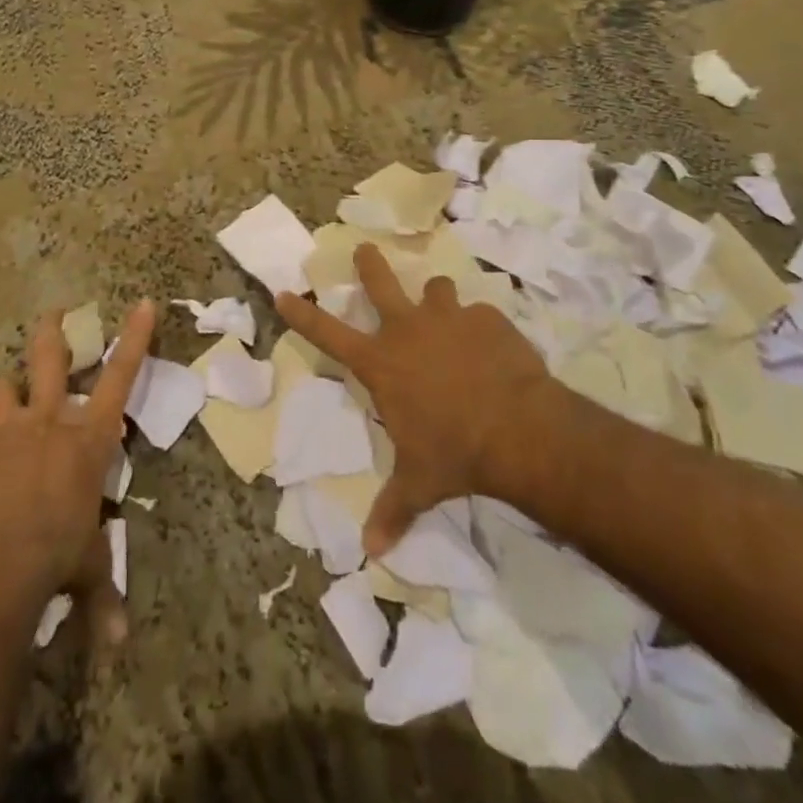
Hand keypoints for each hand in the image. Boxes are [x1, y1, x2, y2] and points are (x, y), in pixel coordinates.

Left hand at [0, 300, 156, 642]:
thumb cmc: (54, 553)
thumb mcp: (84, 569)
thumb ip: (99, 598)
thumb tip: (114, 645)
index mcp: (90, 440)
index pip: (121, 376)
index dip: (135, 338)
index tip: (143, 303)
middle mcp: (51, 422)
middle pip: (52, 361)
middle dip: (54, 333)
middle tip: (55, 312)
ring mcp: (9, 432)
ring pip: (7, 388)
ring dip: (9, 386)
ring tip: (8, 387)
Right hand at [278, 245, 549, 556]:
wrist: (518, 430)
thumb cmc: (454, 453)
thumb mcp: (418, 483)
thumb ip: (393, 510)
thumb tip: (372, 553)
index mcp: (381, 363)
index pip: (327, 334)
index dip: (302, 314)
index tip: (284, 291)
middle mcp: (408, 329)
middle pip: (379, 282)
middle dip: (369, 263)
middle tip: (365, 249)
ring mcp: (448, 318)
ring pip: (436, 289)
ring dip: (437, 300)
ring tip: (448, 315)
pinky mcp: (487, 318)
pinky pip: (480, 314)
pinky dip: (482, 327)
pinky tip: (495, 350)